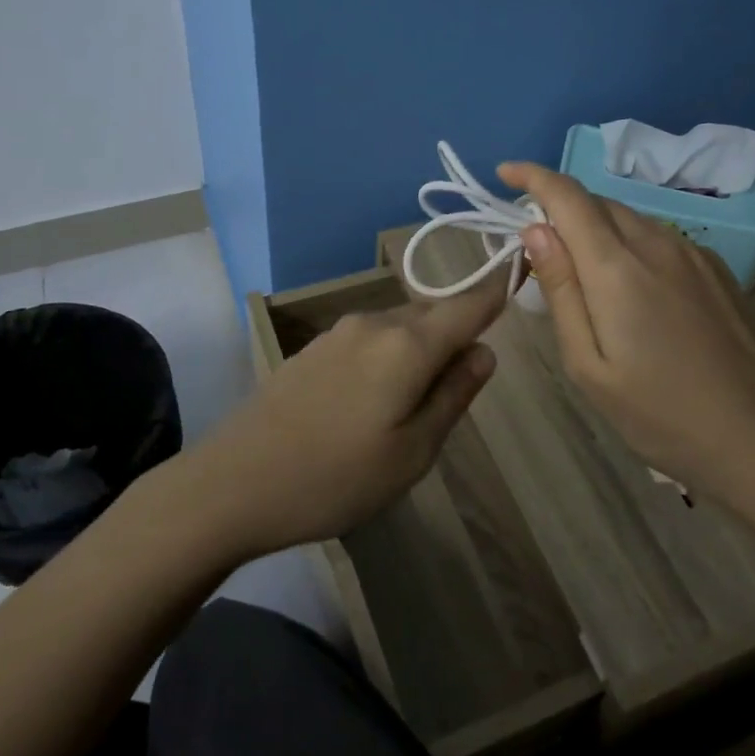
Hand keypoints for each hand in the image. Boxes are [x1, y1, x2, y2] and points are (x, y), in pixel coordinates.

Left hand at [191, 276, 506, 558]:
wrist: (233, 482)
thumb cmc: (335, 477)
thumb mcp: (412, 452)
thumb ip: (453, 395)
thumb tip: (484, 352)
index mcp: (407, 344)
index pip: (467, 305)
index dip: (497, 289)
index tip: (520, 273)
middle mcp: (375, 323)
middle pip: (432, 315)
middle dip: (456, 334)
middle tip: (465, 382)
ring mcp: (339, 332)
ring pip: (400, 327)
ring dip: (421, 349)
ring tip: (419, 402)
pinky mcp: (314, 348)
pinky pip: (371, 340)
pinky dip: (390, 356)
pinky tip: (376, 400)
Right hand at [498, 161, 754, 529]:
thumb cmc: (663, 415)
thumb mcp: (589, 366)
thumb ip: (561, 291)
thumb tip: (534, 231)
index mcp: (617, 267)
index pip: (567, 196)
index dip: (532, 176)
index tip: (505, 172)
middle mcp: (655, 243)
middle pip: (596, 202)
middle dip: (559, 206)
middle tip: (535, 245)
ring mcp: (692, 253)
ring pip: (628, 216)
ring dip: (593, 225)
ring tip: (579, 268)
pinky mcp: (715, 269)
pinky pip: (656, 235)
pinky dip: (626, 240)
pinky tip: (628, 284)